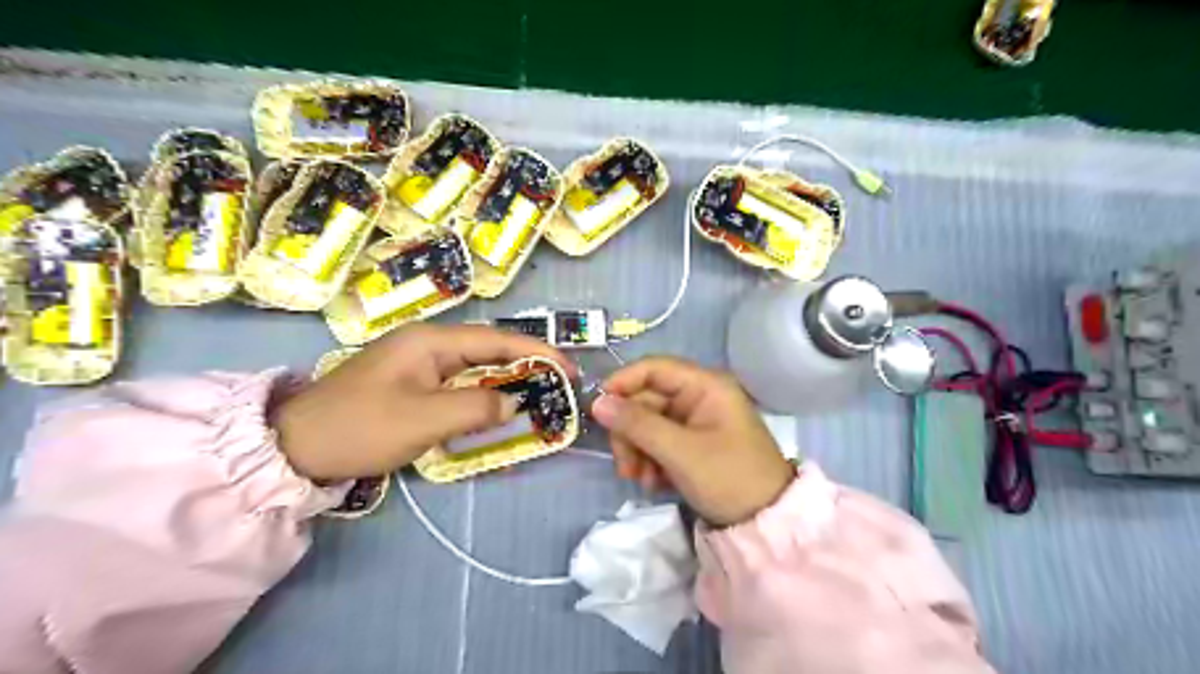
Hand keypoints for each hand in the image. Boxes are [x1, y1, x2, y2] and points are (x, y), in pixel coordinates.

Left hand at [274, 324, 572, 482]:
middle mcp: (427, 343)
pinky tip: (497, 405)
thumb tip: (513, 404)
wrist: (295, 446)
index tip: (569, 370)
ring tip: (539, 392)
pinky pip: (459, 382)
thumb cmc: (360, 428)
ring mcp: (418, 363)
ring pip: (475, 365)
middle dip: (527, 362)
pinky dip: (484, 392)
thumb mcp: (423, 419)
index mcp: (431, 341)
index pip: (497, 340)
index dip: (537, 352)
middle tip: (560, 383)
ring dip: (507, 377)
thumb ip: (476, 407)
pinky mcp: (411, 383)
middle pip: (489, 347)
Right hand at [593, 354, 793, 528]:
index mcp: (705, 386)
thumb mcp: (680, 452)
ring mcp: (696, 421)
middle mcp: (699, 397)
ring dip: (638, 450)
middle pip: (647, 400)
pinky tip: (654, 483)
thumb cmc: (729, 478)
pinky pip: (660, 441)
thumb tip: (597, 402)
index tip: (598, 409)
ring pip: (649, 423)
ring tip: (640, 479)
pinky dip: (651, 460)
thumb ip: (638, 424)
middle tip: (624, 465)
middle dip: (630, 431)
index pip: (653, 368)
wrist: (766, 524)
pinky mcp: (693, 444)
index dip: (623, 383)